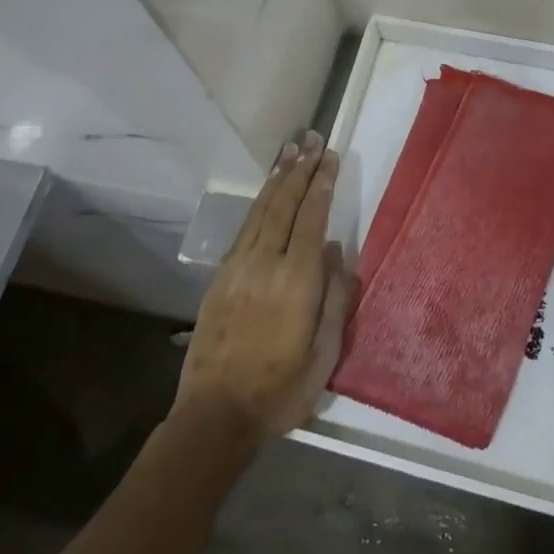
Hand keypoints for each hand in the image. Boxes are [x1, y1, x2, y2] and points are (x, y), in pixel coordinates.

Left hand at [174, 132, 350, 445]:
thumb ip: (335, 297)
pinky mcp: (221, 277)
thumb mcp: (325, 353)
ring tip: (290, 150)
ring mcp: (239, 267)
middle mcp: (266, 263)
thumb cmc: (281, 390)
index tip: (330, 156)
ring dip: (277, 177)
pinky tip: (266, 192)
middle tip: (311, 138)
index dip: (322, 183)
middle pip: (284, 204)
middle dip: (300, 168)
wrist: (215, 415)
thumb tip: (338, 250)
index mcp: (297, 280)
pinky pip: (244, 228)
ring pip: (261, 210)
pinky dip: (259, 202)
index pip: (312, 218)